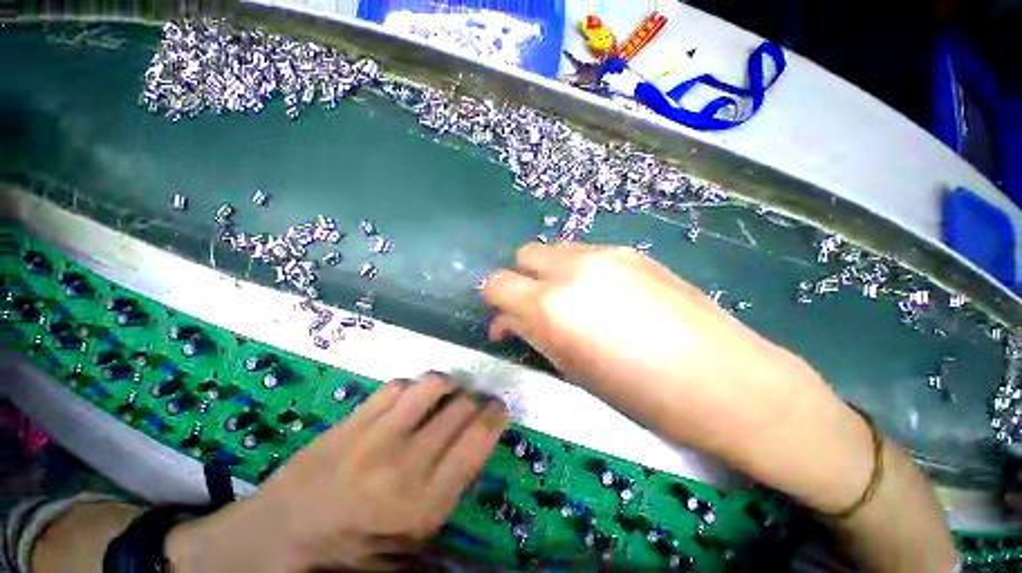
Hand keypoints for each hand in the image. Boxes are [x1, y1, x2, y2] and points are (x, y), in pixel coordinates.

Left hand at [166, 375, 508, 571]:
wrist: (274, 539)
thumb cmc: (348, 550)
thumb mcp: (408, 544)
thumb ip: (448, 497)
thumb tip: (477, 453)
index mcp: (423, 502)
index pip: (477, 440)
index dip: (496, 416)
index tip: (501, 407)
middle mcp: (405, 463)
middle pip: (459, 409)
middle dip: (477, 398)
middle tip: (478, 399)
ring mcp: (374, 436)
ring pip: (430, 387)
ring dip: (448, 385)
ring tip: (450, 391)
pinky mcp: (351, 420)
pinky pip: (396, 386)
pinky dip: (413, 385)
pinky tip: (413, 395)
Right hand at [482, 243, 871, 512]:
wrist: (727, 380)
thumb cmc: (642, 393)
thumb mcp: (572, 368)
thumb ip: (532, 334)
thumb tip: (506, 321)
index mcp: (553, 304)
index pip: (497, 283)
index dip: (494, 299)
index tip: (504, 317)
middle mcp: (573, 267)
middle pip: (524, 254)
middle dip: (521, 279)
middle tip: (537, 307)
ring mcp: (607, 253)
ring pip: (556, 249)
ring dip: (551, 272)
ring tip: (573, 302)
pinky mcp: (633, 252)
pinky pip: (586, 252)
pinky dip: (579, 270)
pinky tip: (605, 296)